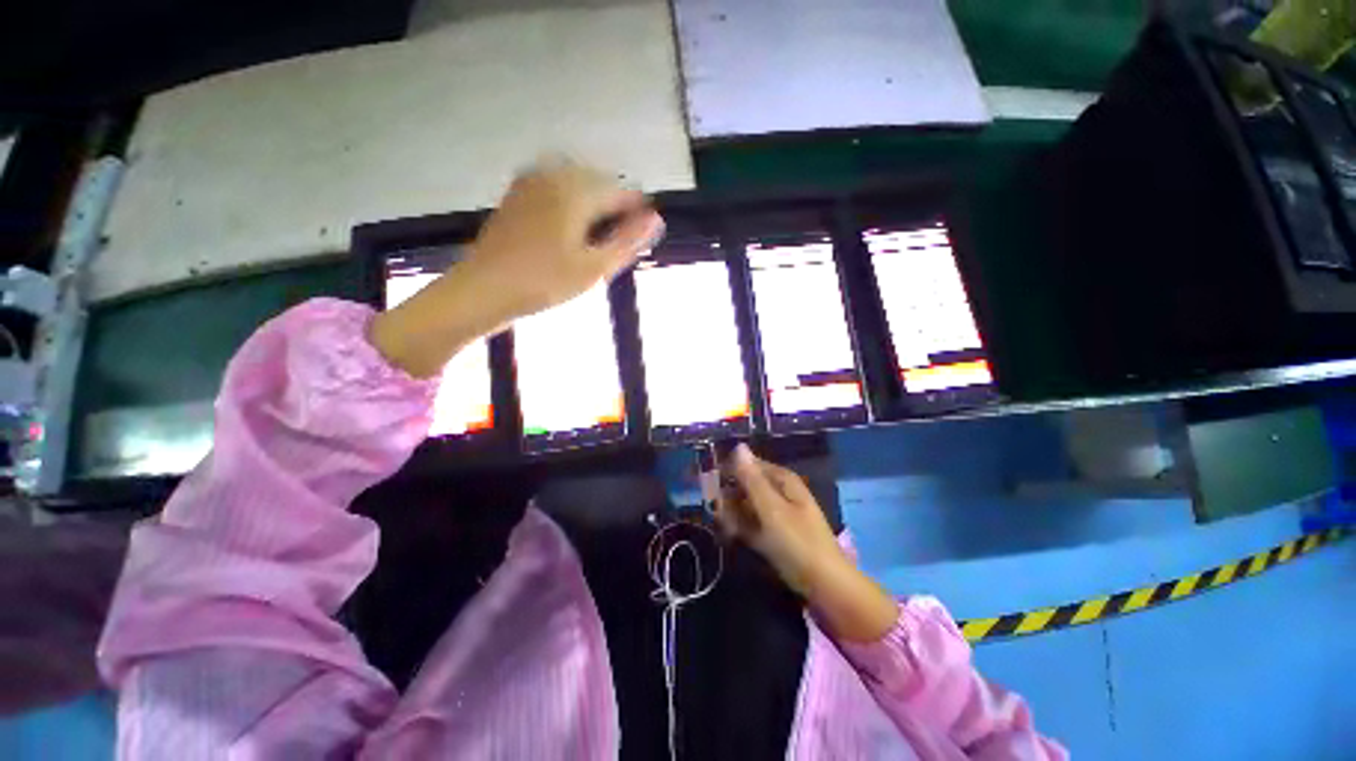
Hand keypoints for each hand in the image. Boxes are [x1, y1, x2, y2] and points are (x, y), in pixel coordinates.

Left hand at [370, 158, 662, 377]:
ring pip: (578, 186)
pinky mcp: (518, 193)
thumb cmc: (545, 282)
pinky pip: (557, 189)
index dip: (637, 214)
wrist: (484, 289)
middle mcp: (554, 175)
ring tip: (594, 241)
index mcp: (576, 191)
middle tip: (615, 246)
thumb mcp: (594, 267)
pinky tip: (569, 232)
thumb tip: (657, 218)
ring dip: (593, 208)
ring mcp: (532, 182)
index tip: (641, 237)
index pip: (622, 192)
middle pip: (600, 184)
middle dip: (614, 210)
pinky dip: (571, 206)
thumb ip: (628, 240)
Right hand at [716, 444, 843, 594]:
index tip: (709, 484)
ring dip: (732, 514)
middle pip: (746, 485)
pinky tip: (731, 536)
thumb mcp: (771, 508)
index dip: (729, 471)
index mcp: (782, 480)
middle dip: (728, 496)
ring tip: (724, 527)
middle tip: (716, 511)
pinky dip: (740, 528)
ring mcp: (776, 514)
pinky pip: (751, 524)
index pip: (749, 465)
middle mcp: (779, 492)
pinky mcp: (773, 534)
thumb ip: (752, 479)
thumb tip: (739, 446)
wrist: (825, 586)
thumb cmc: (798, 541)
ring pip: (746, 506)